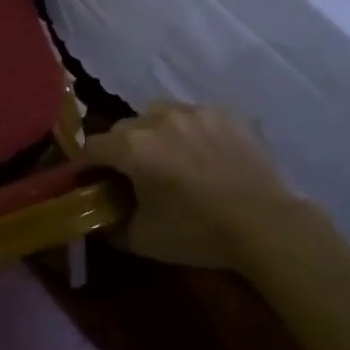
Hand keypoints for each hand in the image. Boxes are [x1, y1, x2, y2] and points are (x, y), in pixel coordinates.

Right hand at [83, 103, 302, 270]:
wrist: (265, 224)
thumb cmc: (197, 232)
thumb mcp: (143, 239)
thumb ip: (111, 225)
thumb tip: (100, 217)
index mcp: (132, 146)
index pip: (92, 147)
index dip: (84, 166)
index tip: (86, 181)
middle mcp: (158, 118)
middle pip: (123, 129)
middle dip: (119, 150)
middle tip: (130, 175)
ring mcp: (194, 111)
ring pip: (158, 115)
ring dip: (154, 135)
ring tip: (169, 159)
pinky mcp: (225, 112)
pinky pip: (194, 117)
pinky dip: (190, 132)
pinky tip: (204, 155)